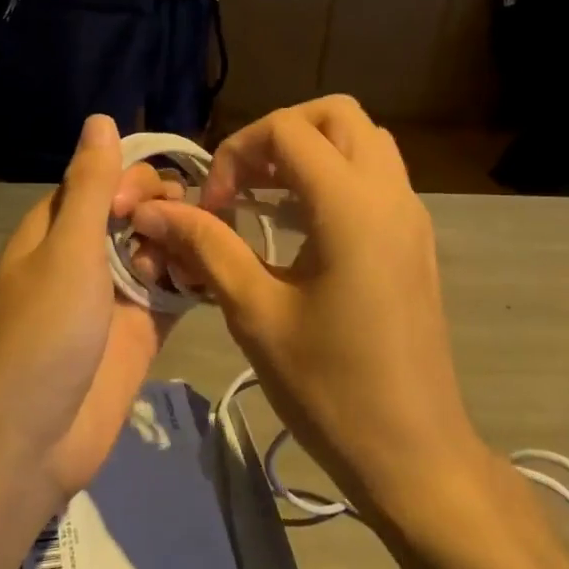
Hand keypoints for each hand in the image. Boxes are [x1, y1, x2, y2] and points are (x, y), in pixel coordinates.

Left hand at [0, 114, 181, 500]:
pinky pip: (173, 292)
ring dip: (183, 244)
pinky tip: (219, 275)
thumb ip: (91, 187)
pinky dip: (194, 280)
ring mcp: (115, 295)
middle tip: (183, 233)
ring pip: (159, 249)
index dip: (134, 178)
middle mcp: (86, 255)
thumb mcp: (66, 250)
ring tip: (207, 256)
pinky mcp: (141, 331)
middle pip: (135, 212)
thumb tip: (101, 119)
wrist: (30, 441)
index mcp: (57, 229)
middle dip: (164, 211)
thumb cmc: (42, 335)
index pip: (102, 179)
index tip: (158, 198)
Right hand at [129, 96, 482, 519]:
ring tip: (265, 197)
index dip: (236, 153)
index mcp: (351, 207)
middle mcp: (390, 195)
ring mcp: (410, 217)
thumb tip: (153, 209)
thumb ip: (206, 247)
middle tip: (242, 182)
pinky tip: (298, 227)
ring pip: (364, 141)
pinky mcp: (414, 242)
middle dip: (280, 133)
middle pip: (337, 115)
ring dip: (311, 151)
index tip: (212, 206)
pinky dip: (334, 176)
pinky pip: (376, 177)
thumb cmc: (329, 387)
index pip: (287, 131)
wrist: (413, 453)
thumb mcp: (256, 313)